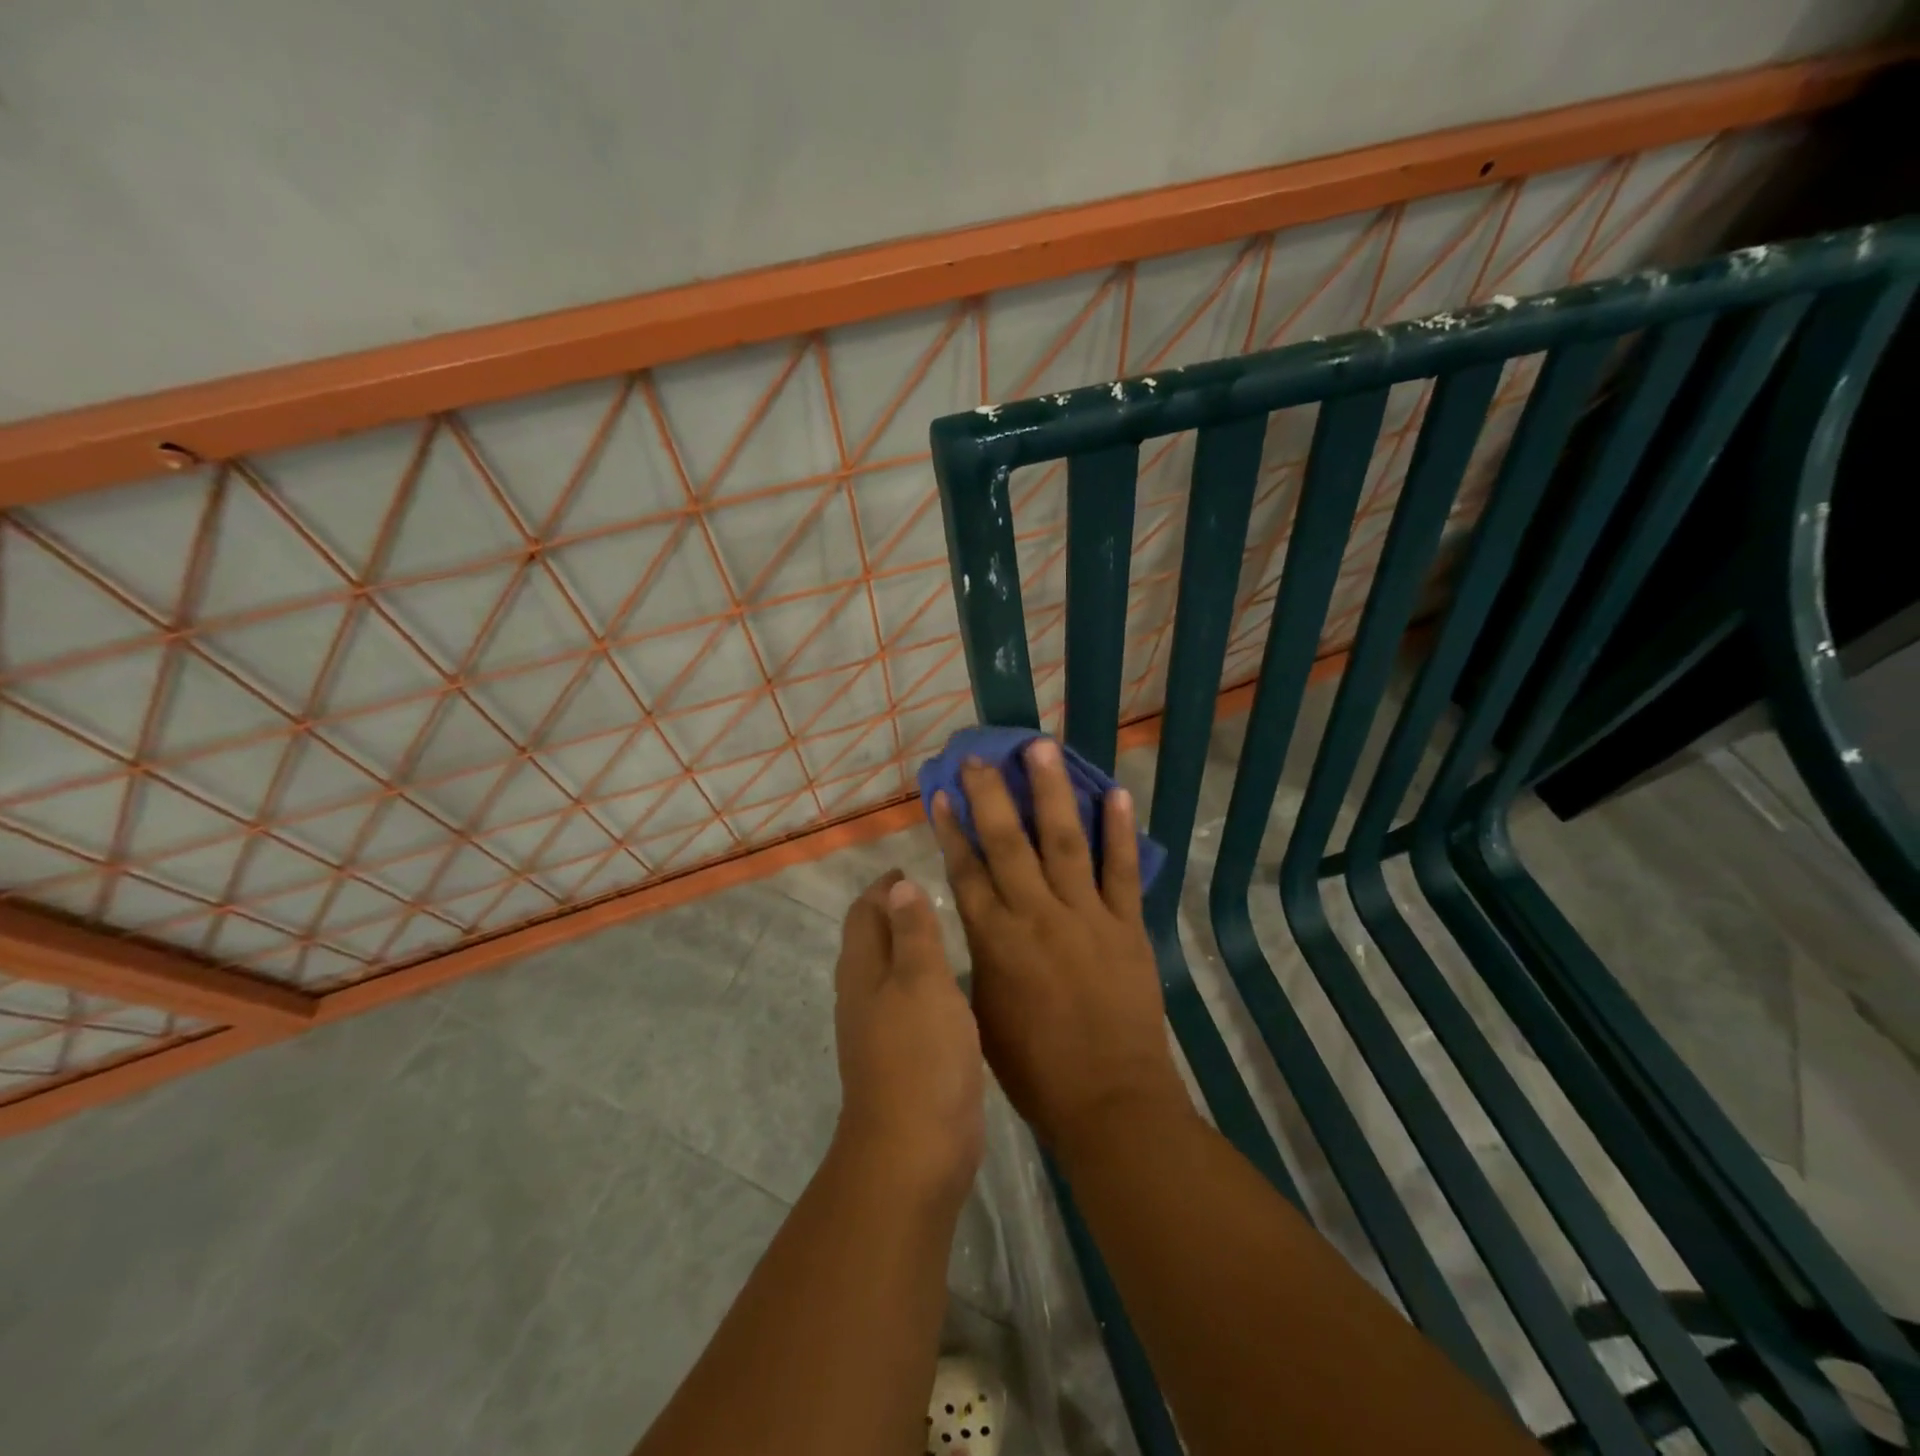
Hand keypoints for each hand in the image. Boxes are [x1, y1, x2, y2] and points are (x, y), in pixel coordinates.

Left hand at [832, 871, 984, 1197]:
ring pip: (891, 971)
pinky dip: (925, 979)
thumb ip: (913, 932)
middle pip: (872, 939)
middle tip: (932, 891)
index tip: (908, 867)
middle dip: (894, 911)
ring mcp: (881, 1028)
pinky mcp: (904, 1055)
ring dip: (910, 945)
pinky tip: (951, 983)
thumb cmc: (920, 1055)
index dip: (883, 888)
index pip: (865, 913)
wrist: (915, 1149)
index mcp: (863, 971)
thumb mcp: (922, 981)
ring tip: (946, 928)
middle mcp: (864, 994)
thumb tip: (898, 886)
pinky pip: (910, 1000)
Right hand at [931, 740, 1190, 1156]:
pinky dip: (1121, 831)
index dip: (953, 827)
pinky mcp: (1127, 926)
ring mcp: (1086, 916)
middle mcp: (1036, 916)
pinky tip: (1116, 793)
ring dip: (1051, 791)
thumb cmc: (1035, 1069)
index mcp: (995, 941)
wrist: (1109, 1101)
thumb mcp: (983, 1013)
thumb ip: (978, 958)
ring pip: (1064, 841)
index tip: (944, 791)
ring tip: (1041, 748)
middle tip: (981, 754)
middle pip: (1007, 842)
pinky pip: (1123, 870)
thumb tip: (977, 918)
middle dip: (991, 794)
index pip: (966, 870)